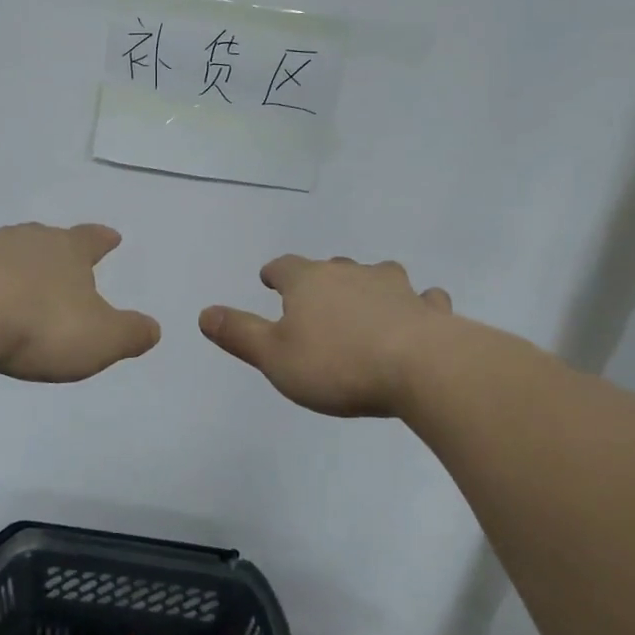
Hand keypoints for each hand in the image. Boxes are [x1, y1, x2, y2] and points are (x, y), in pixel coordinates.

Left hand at [0, 222, 160, 382]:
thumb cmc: (42, 325)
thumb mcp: (102, 338)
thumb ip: (130, 333)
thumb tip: (153, 329)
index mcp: (68, 251)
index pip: (91, 239)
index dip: (103, 239)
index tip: (112, 236)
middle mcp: (27, 241)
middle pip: (45, 236)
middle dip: (53, 246)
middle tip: (57, 251)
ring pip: (1, 246)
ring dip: (8, 256)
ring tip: (8, 266)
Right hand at [199, 255, 453, 416]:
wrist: (421, 368)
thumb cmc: (337, 364)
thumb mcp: (275, 357)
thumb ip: (239, 334)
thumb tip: (205, 312)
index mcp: (310, 282)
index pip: (284, 267)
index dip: (275, 273)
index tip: (269, 279)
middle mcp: (352, 274)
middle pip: (331, 267)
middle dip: (321, 279)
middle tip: (315, 296)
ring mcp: (395, 288)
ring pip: (378, 275)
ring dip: (369, 285)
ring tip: (365, 302)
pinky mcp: (429, 309)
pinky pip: (422, 299)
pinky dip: (417, 304)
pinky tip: (419, 313)